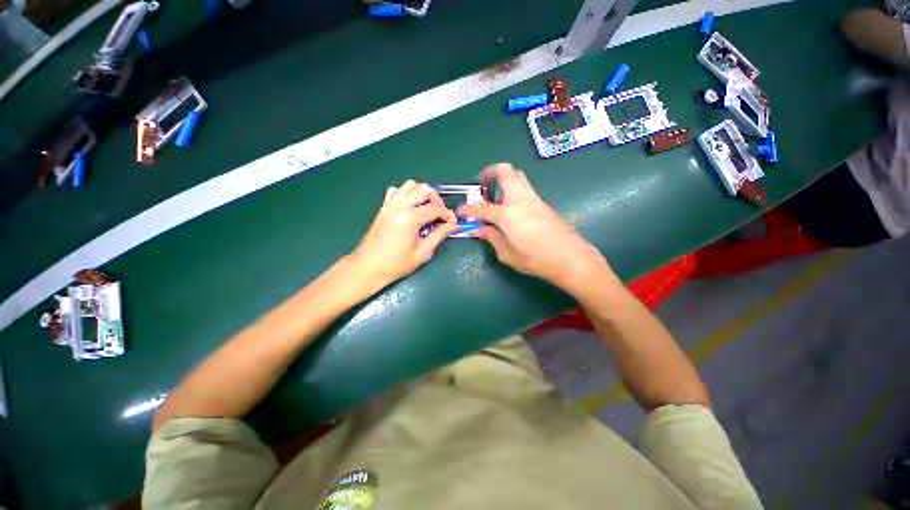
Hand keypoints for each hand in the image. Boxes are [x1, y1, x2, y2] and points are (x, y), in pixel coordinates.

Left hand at [349, 179, 458, 293]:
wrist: (368, 267)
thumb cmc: (397, 264)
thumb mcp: (423, 252)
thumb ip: (439, 235)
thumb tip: (454, 226)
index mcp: (410, 218)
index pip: (435, 208)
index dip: (448, 215)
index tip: (453, 224)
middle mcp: (399, 206)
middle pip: (423, 189)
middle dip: (436, 200)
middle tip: (440, 215)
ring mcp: (389, 204)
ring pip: (409, 185)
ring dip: (421, 194)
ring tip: (426, 210)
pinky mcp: (383, 207)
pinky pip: (396, 191)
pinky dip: (406, 194)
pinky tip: (409, 208)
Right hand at [459, 163, 613, 294]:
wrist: (570, 258)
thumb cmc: (535, 259)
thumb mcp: (506, 253)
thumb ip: (491, 237)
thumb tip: (479, 229)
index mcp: (507, 214)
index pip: (481, 208)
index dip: (467, 209)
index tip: (459, 212)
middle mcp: (520, 199)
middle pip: (505, 171)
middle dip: (489, 172)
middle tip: (481, 184)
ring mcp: (534, 199)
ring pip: (517, 176)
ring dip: (503, 180)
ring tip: (495, 197)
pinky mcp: (543, 204)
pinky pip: (524, 189)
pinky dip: (513, 191)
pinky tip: (511, 209)